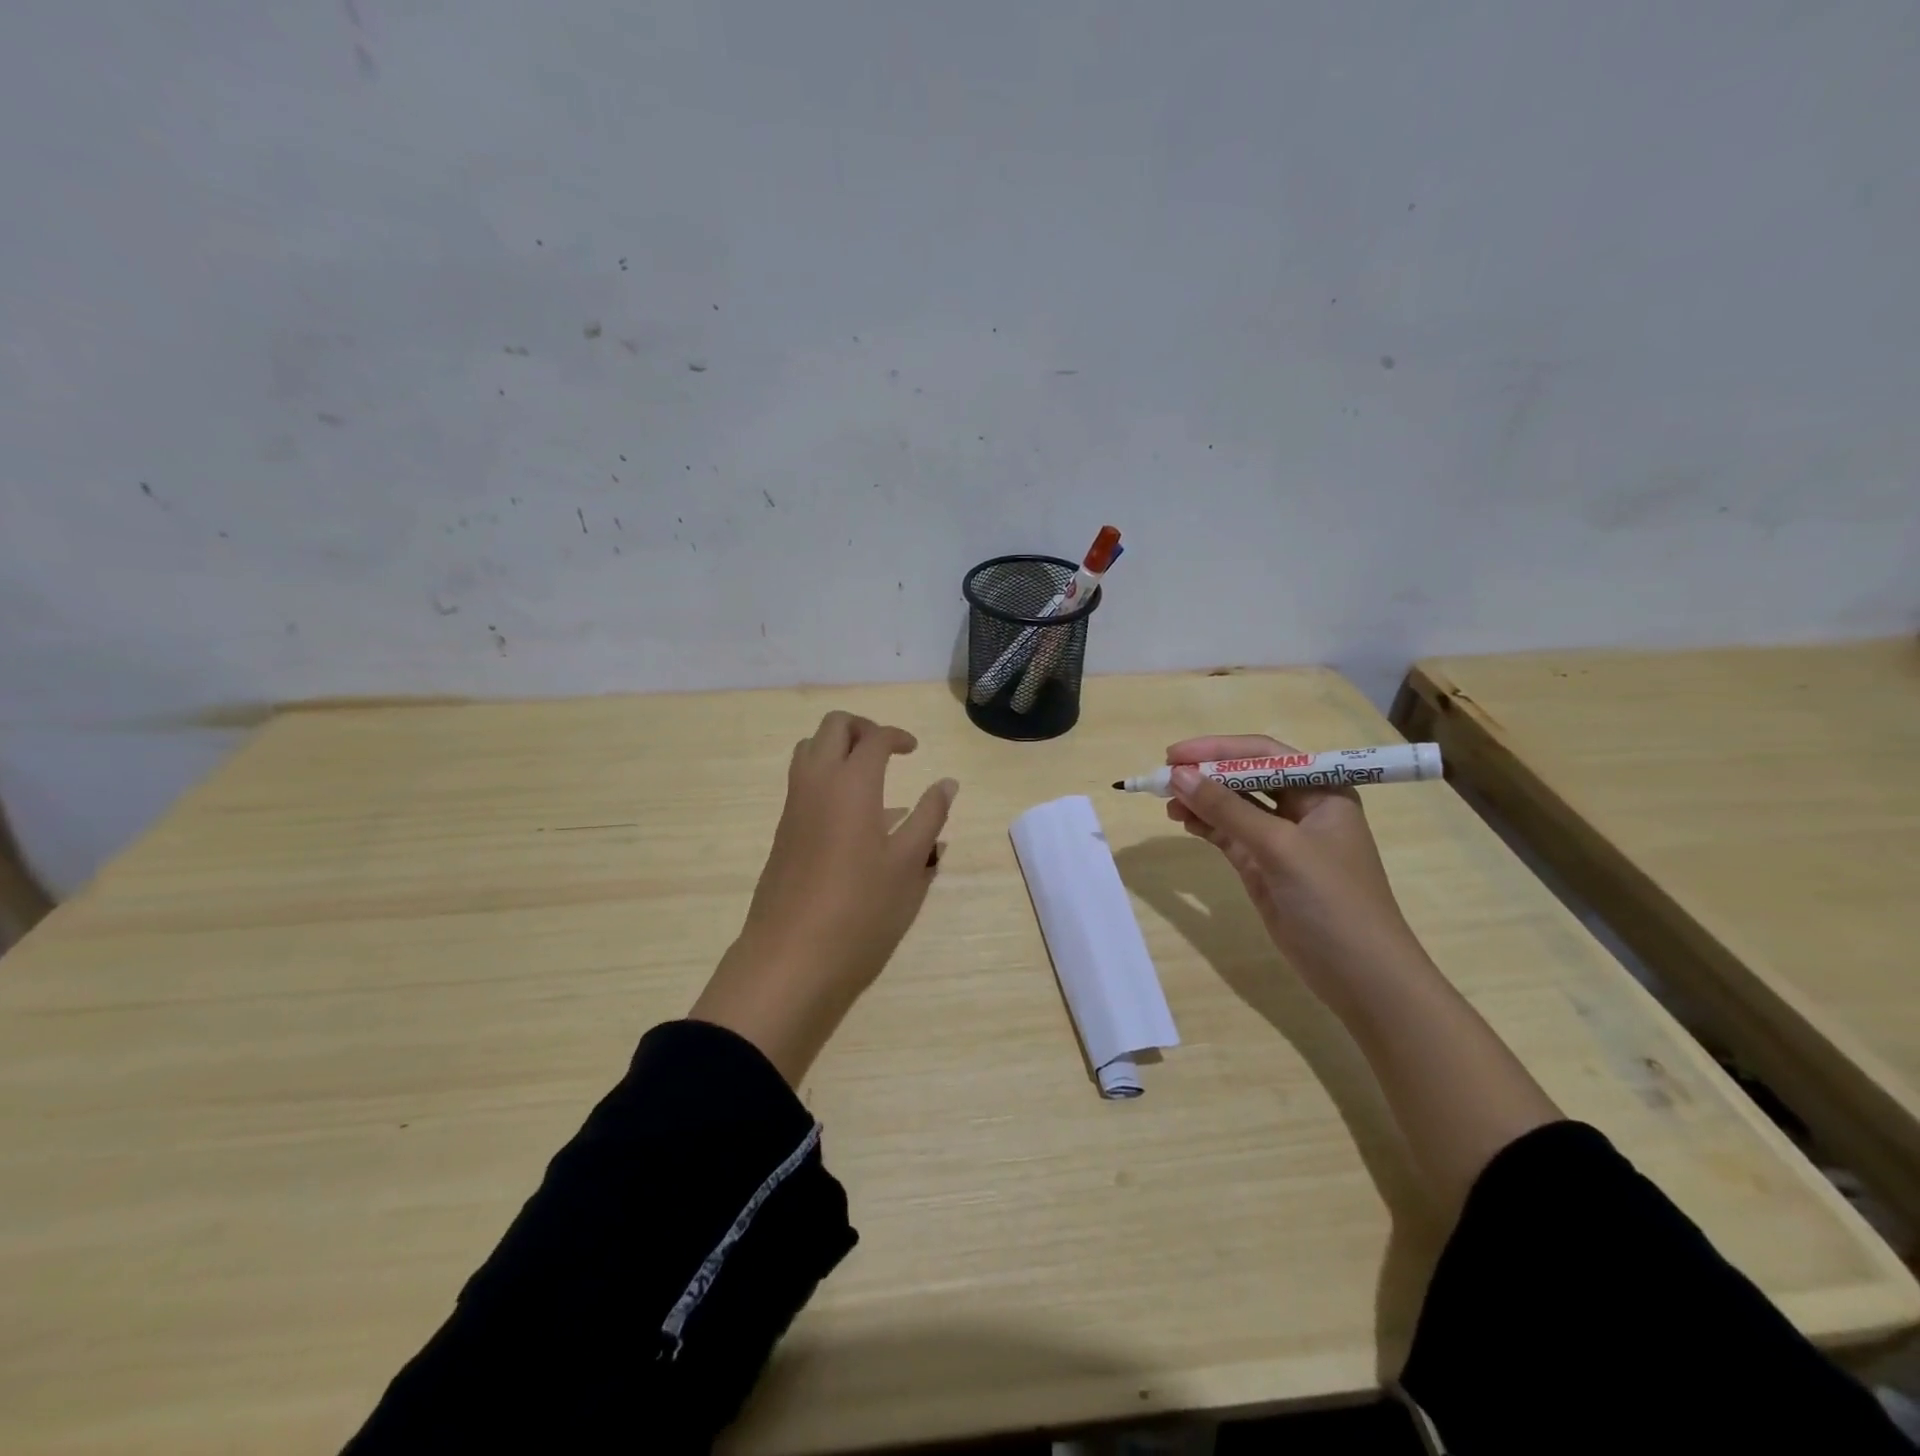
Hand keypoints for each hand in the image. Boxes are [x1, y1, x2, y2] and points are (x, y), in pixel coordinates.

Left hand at [690, 711, 957, 1083]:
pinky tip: (852, 816)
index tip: (914, 750)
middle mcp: (816, 783)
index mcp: (852, 784)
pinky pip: (802, 781)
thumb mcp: (908, 865)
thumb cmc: (860, 910)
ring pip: (809, 750)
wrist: (791, 958)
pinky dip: (826, 775)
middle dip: (862, 728)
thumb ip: (930, 817)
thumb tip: (947, 783)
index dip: (897, 736)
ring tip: (869, 776)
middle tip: (888, 751)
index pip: (874, 738)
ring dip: (837, 747)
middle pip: (832, 727)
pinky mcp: (782, 831)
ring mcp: (793, 807)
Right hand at [1164, 734, 1430, 1011]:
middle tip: (1164, 777)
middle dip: (1206, 774)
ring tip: (1166, 803)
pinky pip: (1229, 834)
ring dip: (1201, 800)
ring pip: (1233, 806)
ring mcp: (1282, 839)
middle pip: (1246, 777)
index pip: (1264, 754)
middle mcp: (1303, 807)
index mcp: (1322, 790)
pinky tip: (1183, 821)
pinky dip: (1205, 825)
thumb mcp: (1279, 847)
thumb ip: (1227, 809)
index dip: (1218, 749)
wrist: (1360, 976)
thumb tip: (1178, 775)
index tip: (1175, 755)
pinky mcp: (1264, 866)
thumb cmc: (1332, 900)